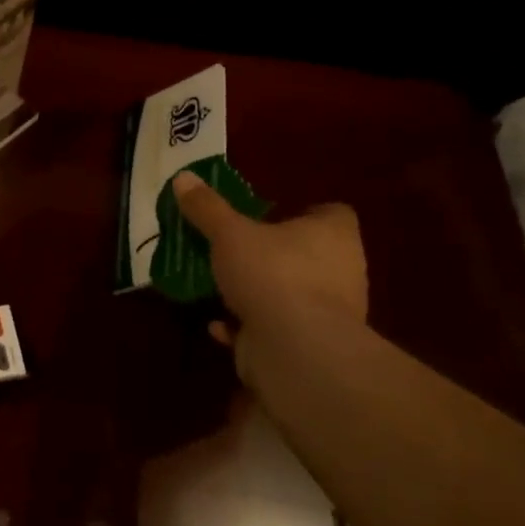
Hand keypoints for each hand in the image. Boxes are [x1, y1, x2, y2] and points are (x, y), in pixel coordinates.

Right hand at [171, 172, 367, 350]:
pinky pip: (275, 328)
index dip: (302, 213)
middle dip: (273, 254)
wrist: (295, 348)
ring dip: (259, 292)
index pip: (331, 213)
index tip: (268, 217)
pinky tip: (219, 325)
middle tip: (236, 250)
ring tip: (221, 286)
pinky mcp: (309, 344)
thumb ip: (206, 208)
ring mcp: (328, 311)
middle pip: (308, 254)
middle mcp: (341, 270)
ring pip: (290, 293)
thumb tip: (183, 177)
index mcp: (334, 234)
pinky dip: (248, 325)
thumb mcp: (229, 233)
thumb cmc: (271, 273)